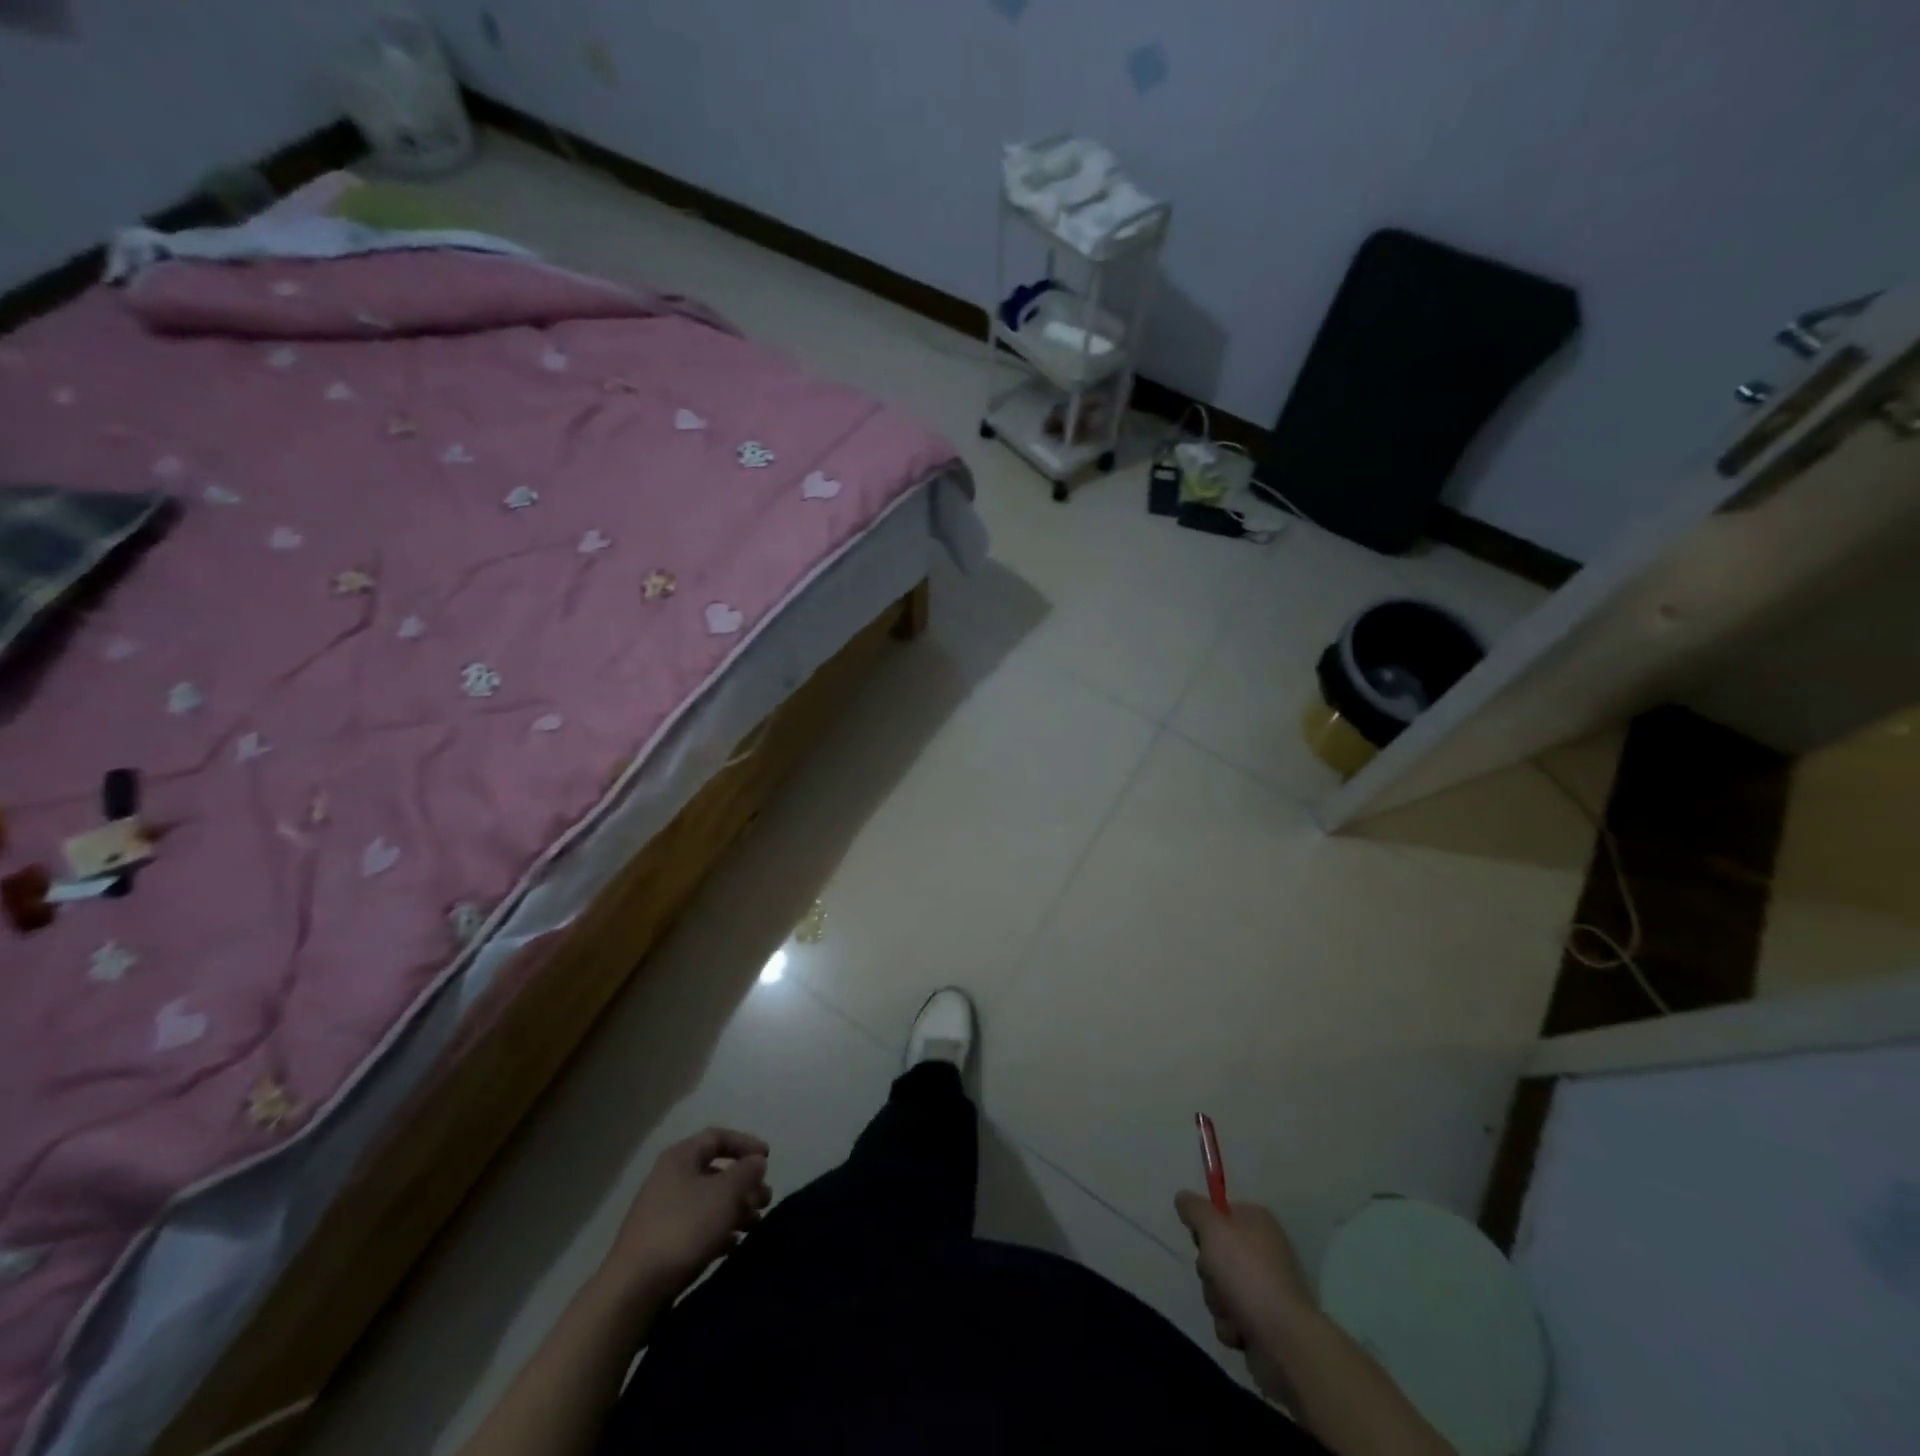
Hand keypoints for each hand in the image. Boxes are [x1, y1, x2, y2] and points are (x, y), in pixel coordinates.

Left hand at [598, 1127, 771, 1306]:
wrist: (633, 1291)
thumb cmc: (683, 1229)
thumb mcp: (725, 1194)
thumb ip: (746, 1172)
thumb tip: (756, 1161)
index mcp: (680, 1158)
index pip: (718, 1137)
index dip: (745, 1143)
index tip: (768, 1159)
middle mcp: (669, 1179)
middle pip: (715, 1172)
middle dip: (744, 1184)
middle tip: (765, 1200)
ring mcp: (662, 1213)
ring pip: (707, 1202)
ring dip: (734, 1210)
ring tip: (755, 1225)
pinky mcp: (660, 1244)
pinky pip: (696, 1228)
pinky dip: (718, 1232)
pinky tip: (733, 1246)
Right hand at [1175, 1192, 1315, 1375]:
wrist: (1285, 1341)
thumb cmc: (1247, 1274)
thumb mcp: (1212, 1228)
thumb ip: (1193, 1208)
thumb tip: (1183, 1198)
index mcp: (1257, 1222)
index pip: (1219, 1213)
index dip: (1205, 1227)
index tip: (1200, 1240)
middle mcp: (1263, 1251)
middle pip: (1215, 1253)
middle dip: (1208, 1271)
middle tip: (1216, 1277)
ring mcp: (1265, 1289)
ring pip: (1219, 1287)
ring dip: (1217, 1301)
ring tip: (1231, 1311)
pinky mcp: (1264, 1322)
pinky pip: (1231, 1317)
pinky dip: (1230, 1325)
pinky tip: (1240, 1331)